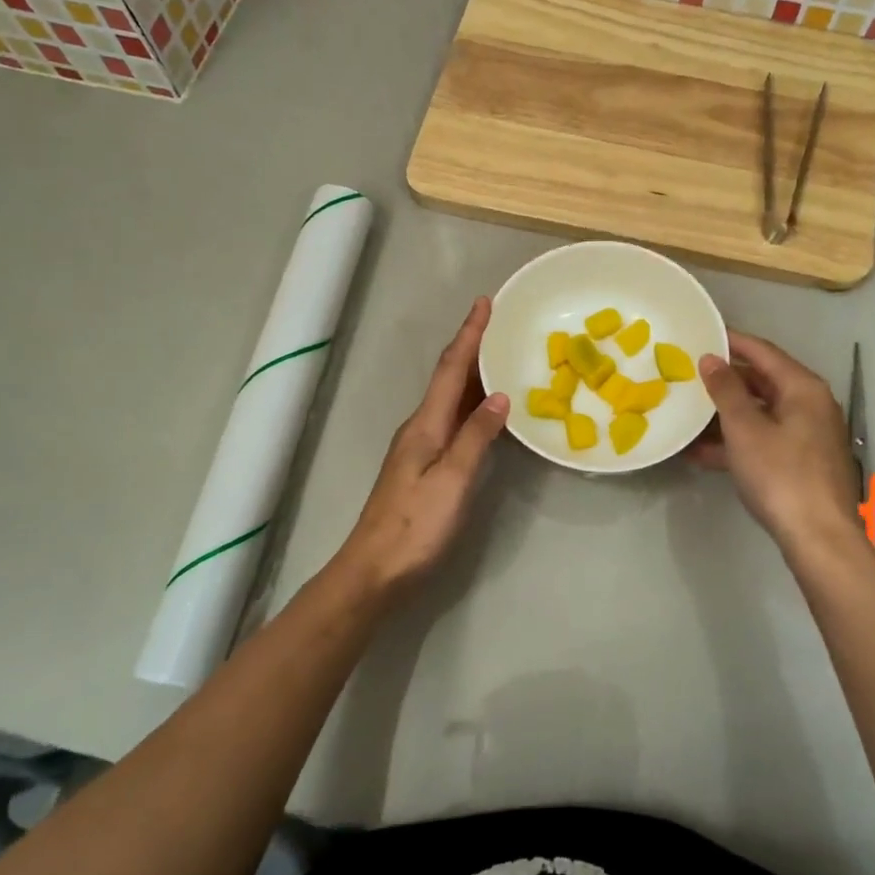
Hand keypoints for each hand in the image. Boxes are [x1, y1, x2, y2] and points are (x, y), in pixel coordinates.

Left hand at [337, 298, 509, 591]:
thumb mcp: (451, 480)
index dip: (469, 335)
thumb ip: (476, 437)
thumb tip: (500, 395)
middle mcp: (421, 427)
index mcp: (426, 424)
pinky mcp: (425, 466)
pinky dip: (472, 404)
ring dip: (473, 374)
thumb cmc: (415, 526)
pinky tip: (487, 410)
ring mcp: (420, 447)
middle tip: (500, 323)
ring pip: (451, 399)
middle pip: (449, 377)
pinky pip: (453, 420)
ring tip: (500, 356)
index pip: (451, 368)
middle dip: (473, 347)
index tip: (485, 303)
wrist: (374, 571)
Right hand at [689, 331, 863, 559]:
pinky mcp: (801, 463)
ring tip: (688, 414)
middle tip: (688, 374)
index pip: (763, 352)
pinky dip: (736, 442)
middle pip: (762, 382)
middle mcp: (810, 405)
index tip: (701, 334)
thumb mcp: (745, 428)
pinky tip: (701, 453)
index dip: (731, 341)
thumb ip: (726, 390)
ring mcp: (807, 436)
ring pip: (760, 414)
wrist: (818, 537)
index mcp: (803, 388)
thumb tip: (711, 359)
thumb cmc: (780, 474)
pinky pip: (763, 440)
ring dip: (725, 416)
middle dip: (725, 381)